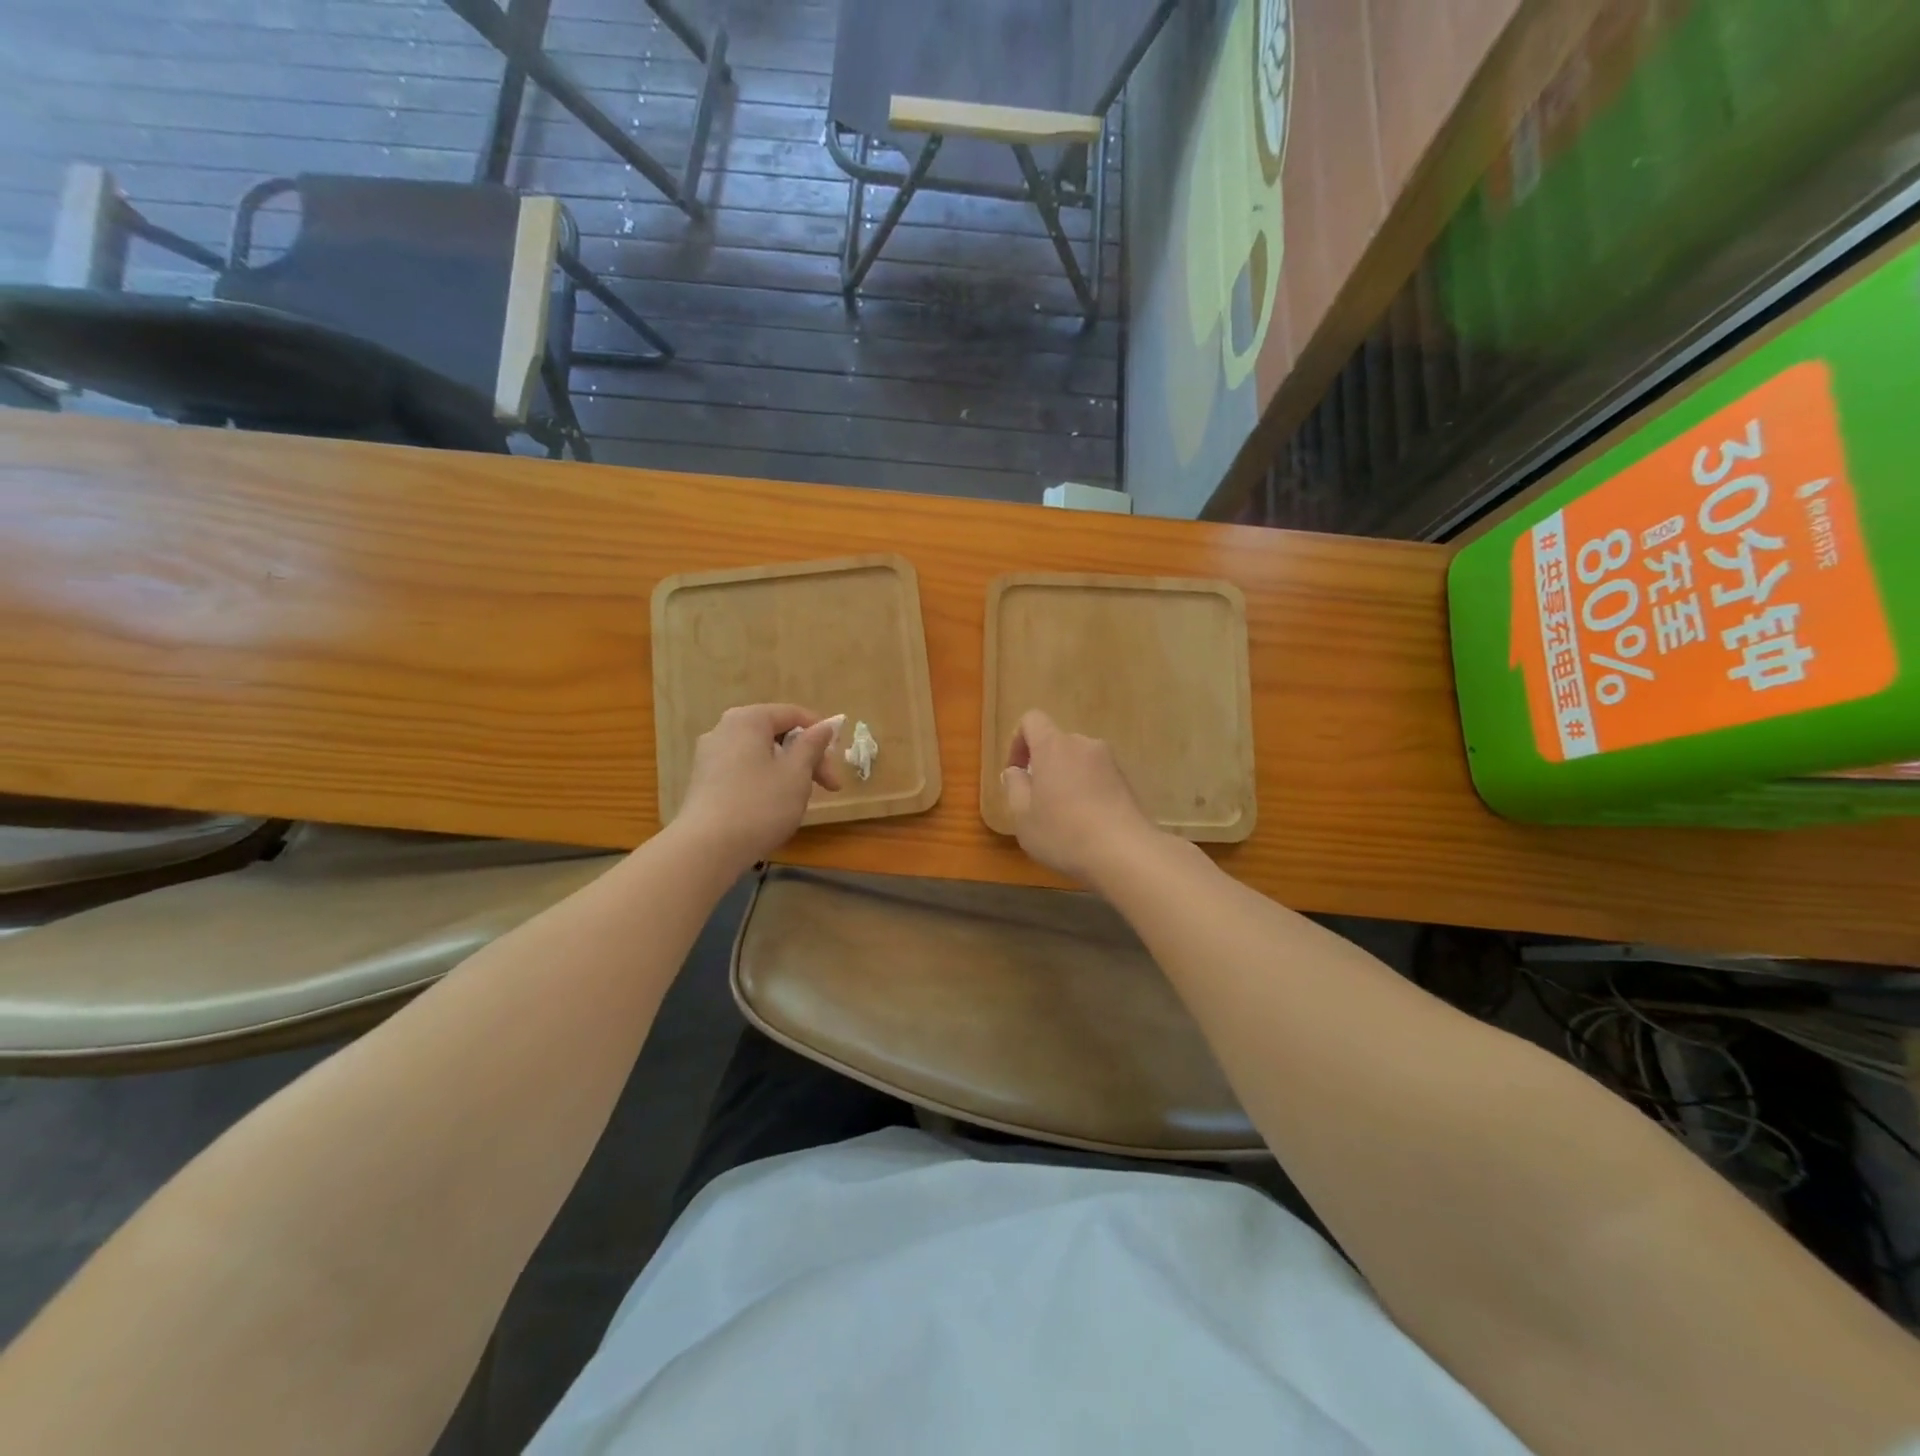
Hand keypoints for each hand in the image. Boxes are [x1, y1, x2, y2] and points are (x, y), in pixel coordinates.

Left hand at [674, 704, 842, 868]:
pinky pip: (744, 771)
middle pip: (776, 734)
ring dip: (788, 772)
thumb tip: (825, 725)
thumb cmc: (760, 804)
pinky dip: (765, 782)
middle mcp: (724, 730)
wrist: (706, 849)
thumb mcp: (797, 773)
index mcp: (748, 720)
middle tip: (829, 786)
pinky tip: (773, 808)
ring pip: (761, 755)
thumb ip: (813, 744)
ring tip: (802, 799)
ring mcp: (710, 757)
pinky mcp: (704, 782)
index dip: (821, 733)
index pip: (793, 714)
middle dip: (807, 757)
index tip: (837, 760)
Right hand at [1000, 710, 1158, 882]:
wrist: (1125, 852)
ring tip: (1063, 815)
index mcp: (1053, 746)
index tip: (1017, 772)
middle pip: (1056, 742)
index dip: (1018, 741)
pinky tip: (1087, 821)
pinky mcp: (1126, 780)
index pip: (1032, 720)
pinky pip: (1097, 776)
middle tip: (1037, 800)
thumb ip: (1014, 787)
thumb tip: (1015, 771)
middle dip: (1043, 764)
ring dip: (1066, 778)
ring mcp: (1109, 761)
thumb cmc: (1063, 832)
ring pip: (1078, 760)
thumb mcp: (1023, 816)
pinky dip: (1086, 789)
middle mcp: (1083, 744)